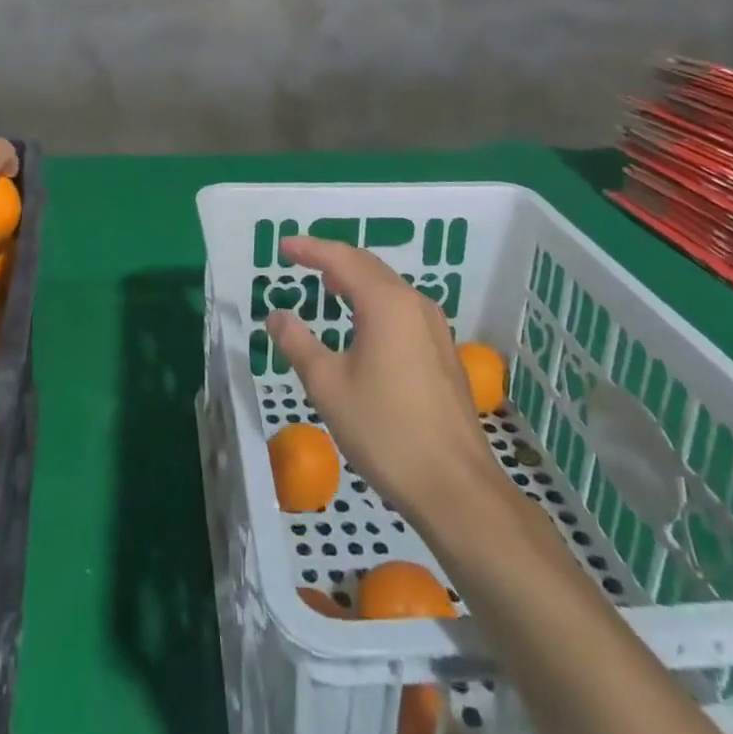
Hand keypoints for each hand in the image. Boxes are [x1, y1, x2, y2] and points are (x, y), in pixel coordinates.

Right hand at [267, 236, 500, 522]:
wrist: (455, 487)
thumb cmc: (385, 430)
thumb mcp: (328, 385)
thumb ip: (298, 343)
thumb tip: (277, 315)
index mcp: (386, 303)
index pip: (342, 259)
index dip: (310, 249)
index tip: (283, 246)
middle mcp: (415, 304)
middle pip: (369, 267)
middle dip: (333, 259)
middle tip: (301, 260)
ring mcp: (435, 329)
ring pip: (389, 288)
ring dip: (356, 280)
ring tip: (327, 285)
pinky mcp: (443, 353)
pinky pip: (402, 310)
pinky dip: (374, 302)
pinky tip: (361, 323)